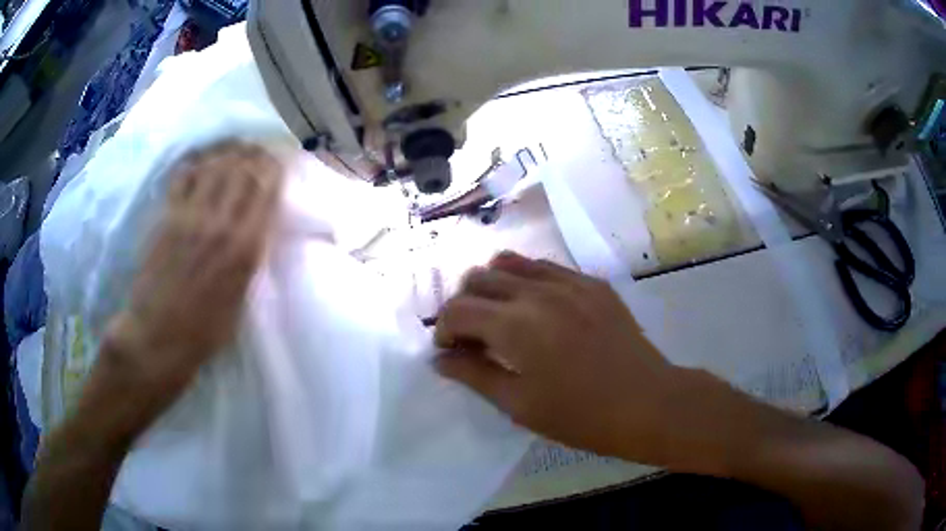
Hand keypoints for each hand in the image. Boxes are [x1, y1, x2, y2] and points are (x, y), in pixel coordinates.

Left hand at [100, 141, 282, 414]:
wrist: (157, 337)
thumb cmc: (204, 330)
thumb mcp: (241, 298)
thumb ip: (250, 256)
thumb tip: (258, 226)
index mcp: (245, 248)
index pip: (266, 189)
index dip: (275, 168)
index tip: (279, 161)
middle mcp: (220, 223)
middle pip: (243, 169)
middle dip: (255, 152)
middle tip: (259, 148)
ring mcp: (190, 216)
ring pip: (215, 165)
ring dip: (228, 151)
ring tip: (235, 147)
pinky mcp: (167, 216)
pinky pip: (185, 175)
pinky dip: (197, 161)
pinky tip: (202, 159)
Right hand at [434, 252, 686, 462]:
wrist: (648, 402)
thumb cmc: (580, 415)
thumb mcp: (519, 404)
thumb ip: (474, 375)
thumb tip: (439, 359)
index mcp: (515, 325)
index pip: (457, 309)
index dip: (443, 329)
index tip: (451, 352)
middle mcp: (537, 292)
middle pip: (478, 277)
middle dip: (464, 305)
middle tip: (473, 337)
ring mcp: (568, 281)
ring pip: (510, 263)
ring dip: (493, 287)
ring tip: (501, 317)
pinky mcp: (591, 283)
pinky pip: (545, 267)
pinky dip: (526, 282)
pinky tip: (537, 310)